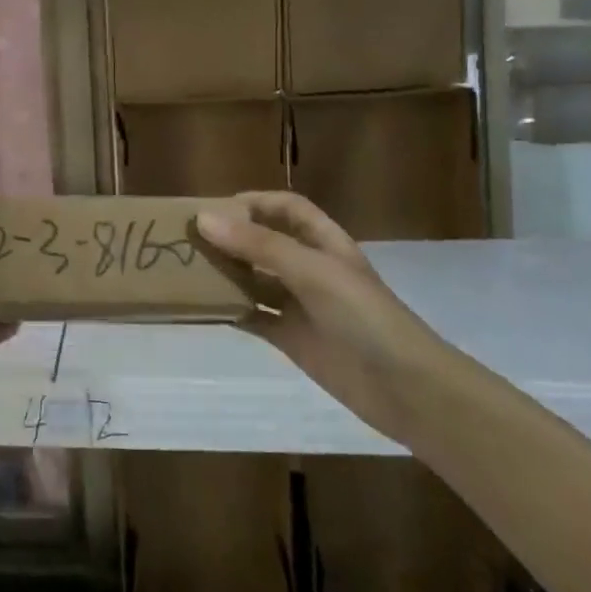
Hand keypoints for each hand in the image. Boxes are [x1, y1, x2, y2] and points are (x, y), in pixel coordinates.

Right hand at [194, 191, 449, 443]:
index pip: (287, 208)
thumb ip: (258, 245)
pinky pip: (253, 317)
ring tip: (185, 270)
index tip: (214, 208)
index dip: (255, 202)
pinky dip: (228, 311)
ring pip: (254, 280)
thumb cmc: (364, 317)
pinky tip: (200, 309)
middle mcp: (310, 269)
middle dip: (230, 237)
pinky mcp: (290, 338)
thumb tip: (203, 218)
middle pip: (264, 242)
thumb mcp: (312, 271)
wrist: (405, 389)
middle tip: (186, 239)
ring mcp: (300, 305)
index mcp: (324, 243)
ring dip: (225, 274)